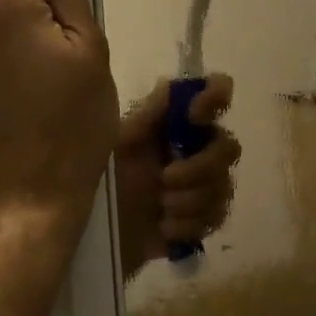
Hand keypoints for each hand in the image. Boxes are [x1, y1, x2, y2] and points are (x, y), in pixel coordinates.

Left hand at [112, 76, 241, 276]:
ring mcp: (201, 184)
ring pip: (223, 187)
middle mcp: (196, 147)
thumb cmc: (104, 176)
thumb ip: (149, 114)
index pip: (216, 92)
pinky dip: (189, 225)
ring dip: (190, 201)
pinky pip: (215, 218)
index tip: (194, 117)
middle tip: (165, 179)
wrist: (87, 231)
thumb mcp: (120, 141)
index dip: (216, 98)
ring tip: (161, 208)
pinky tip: (164, 228)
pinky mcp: (199, 220)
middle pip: (229, 147)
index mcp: (177, 122)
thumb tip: (171, 84)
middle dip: (200, 168)